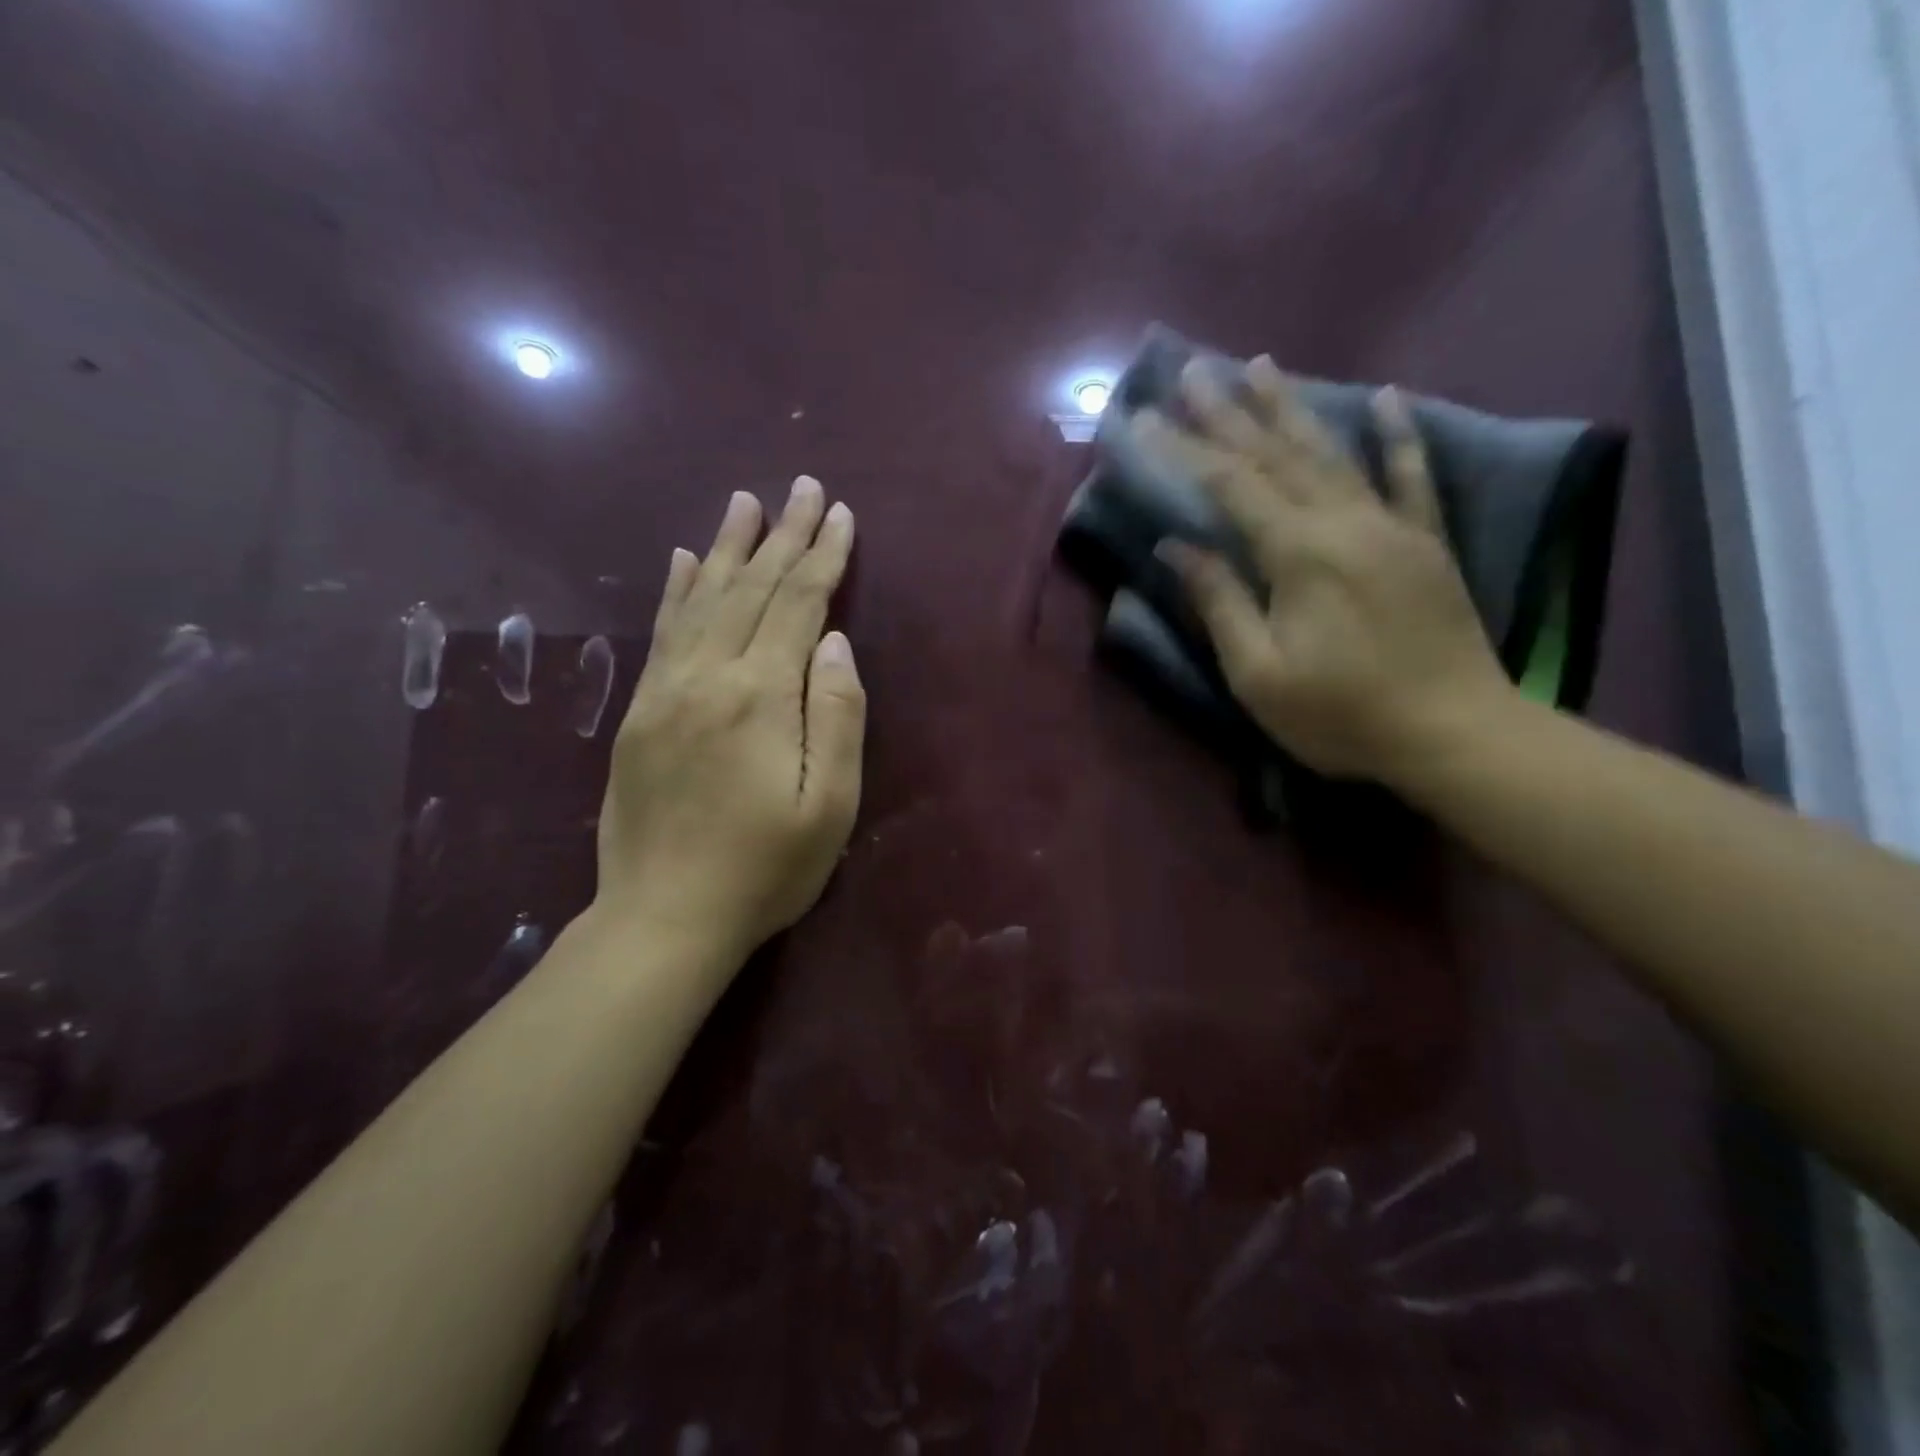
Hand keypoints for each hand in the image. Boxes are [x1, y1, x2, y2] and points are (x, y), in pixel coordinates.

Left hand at [597, 477, 864, 961]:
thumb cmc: (765, 870)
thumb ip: (836, 716)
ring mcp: (667, 691)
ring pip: (703, 599)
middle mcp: (709, 676)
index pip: (799, 606)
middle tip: (804, 486)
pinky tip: (684, 560)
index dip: (823, 557)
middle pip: (753, 589)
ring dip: (729, 547)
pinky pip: (661, 633)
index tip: (841, 514)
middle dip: (784, 535)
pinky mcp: (640, 712)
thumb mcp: (829, 805)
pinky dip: (676, 590)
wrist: (664, 918)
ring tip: (746, 501)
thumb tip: (835, 644)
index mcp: (762, 696)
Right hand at [1141, 356, 1513, 785]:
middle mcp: (1344, 522)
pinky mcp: (1426, 542)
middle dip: (1229, 411)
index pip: (1227, 486)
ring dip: (1293, 407)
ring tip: (1261, 365)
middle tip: (1195, 369)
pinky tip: (1386, 397)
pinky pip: (1411, 476)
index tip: (1141, 419)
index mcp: (1298, 554)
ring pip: (1333, 452)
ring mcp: (1391, 526)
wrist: (1455, 735)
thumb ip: (1219, 602)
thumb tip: (1176, 545)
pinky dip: (1397, 435)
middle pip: (1276, 454)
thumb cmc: (1341, 714)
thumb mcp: (1259, 674)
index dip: (1181, 450)